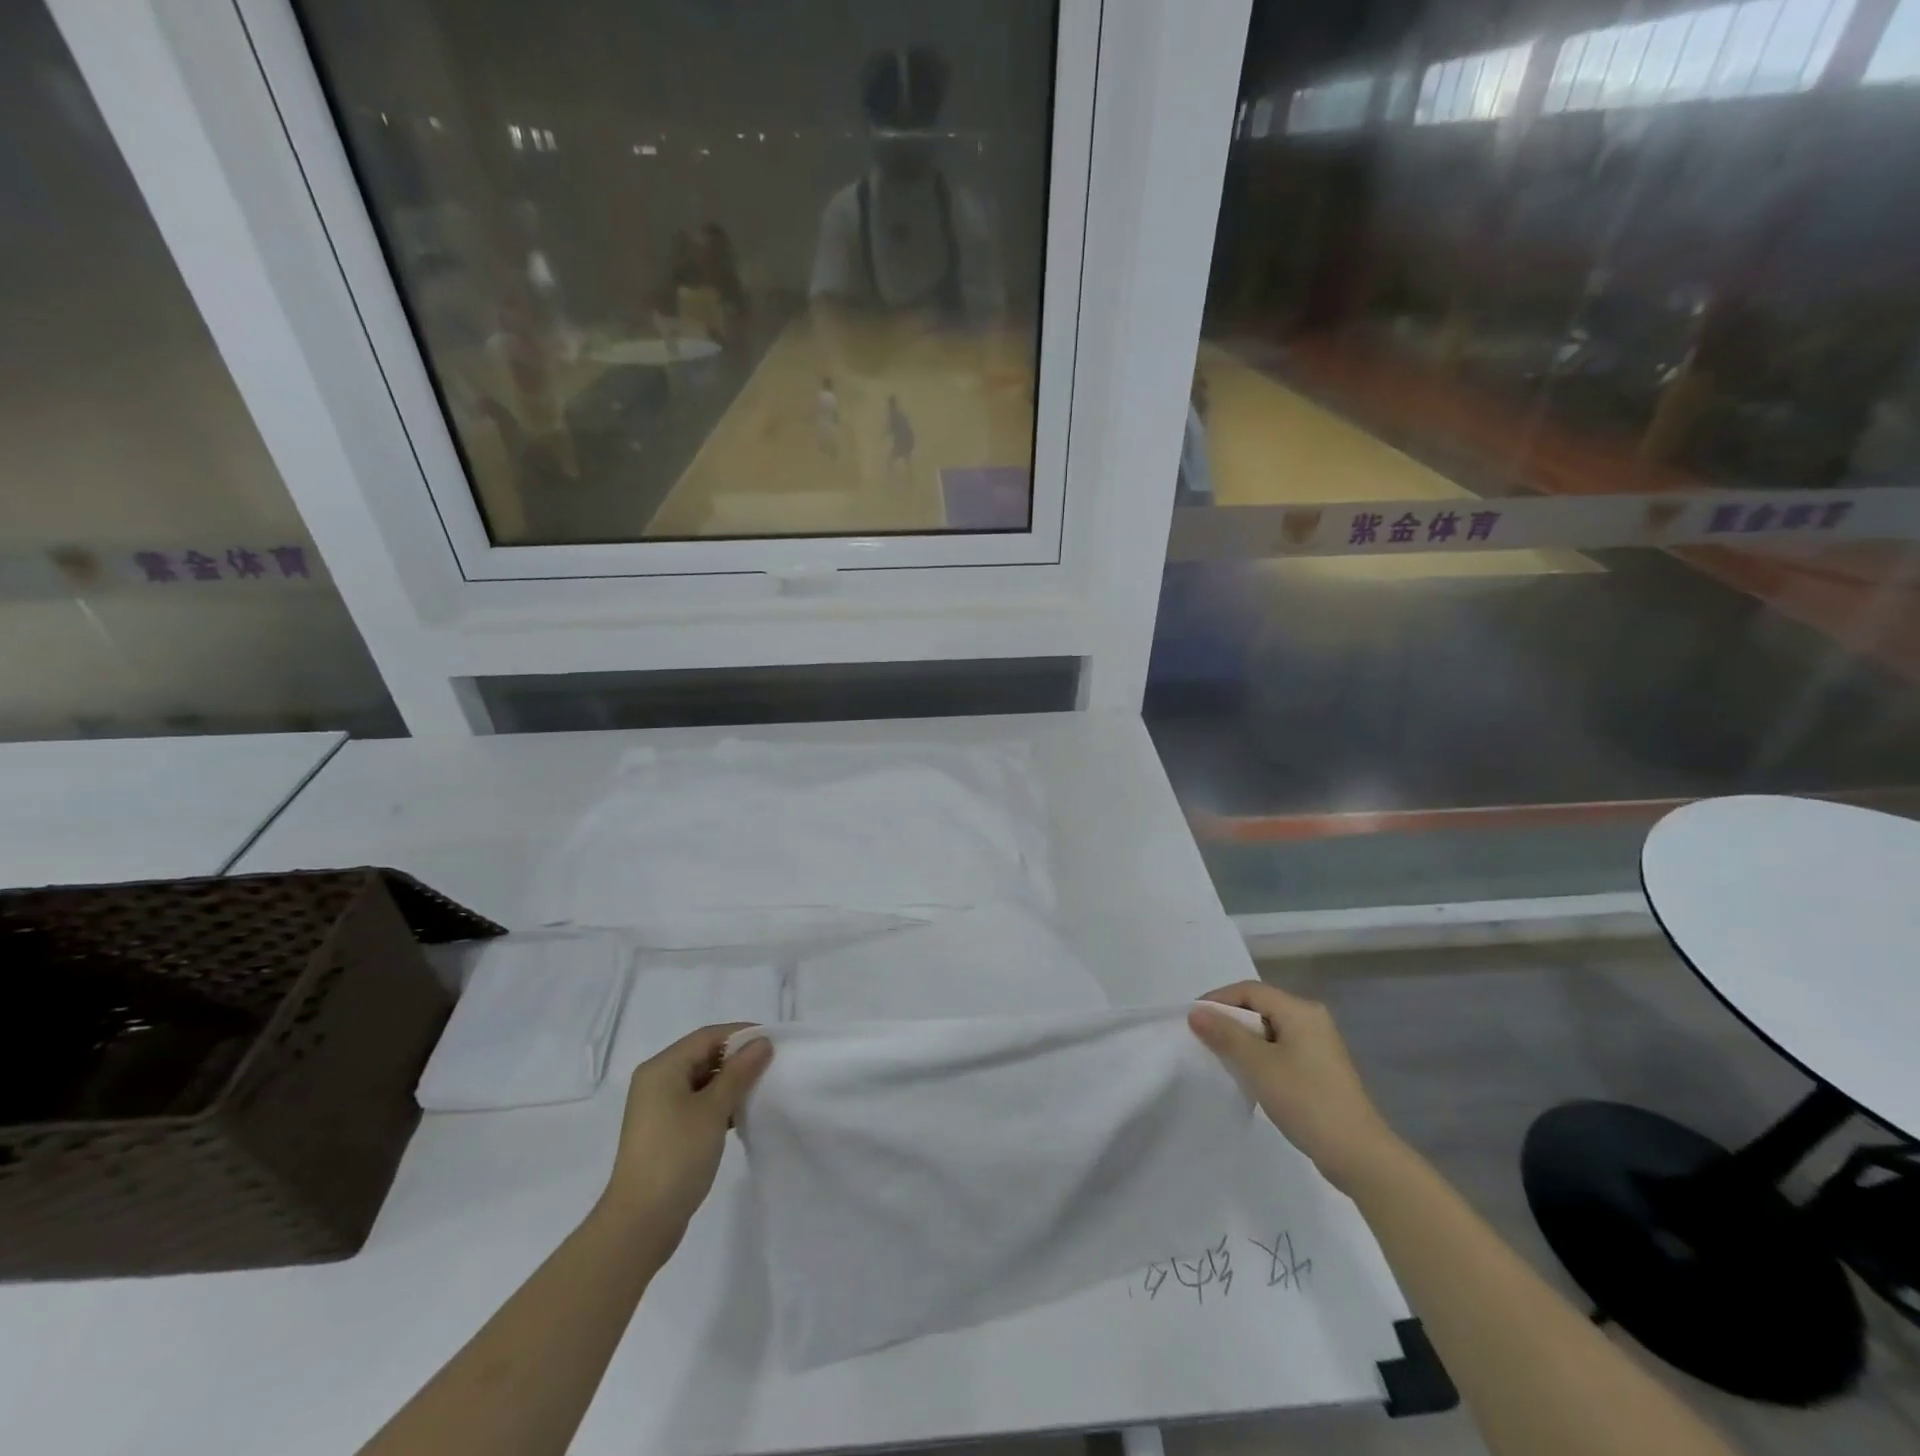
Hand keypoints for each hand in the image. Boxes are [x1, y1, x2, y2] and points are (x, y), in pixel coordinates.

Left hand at [598, 1024, 771, 1255]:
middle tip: (772, 1066)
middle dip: (737, 1059)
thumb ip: (739, 1072)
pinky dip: (719, 1103)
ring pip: (702, 1080)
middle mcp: (657, 1081)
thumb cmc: (676, 1156)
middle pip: (704, 1055)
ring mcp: (659, 1108)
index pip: (708, 1036)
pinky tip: (741, 1115)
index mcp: (662, 1068)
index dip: (741, 1035)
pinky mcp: (665, 1130)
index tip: (773, 1043)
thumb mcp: (713, 1109)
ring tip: (762, 1090)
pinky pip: (697, 1103)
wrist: (640, 1223)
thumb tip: (762, 1042)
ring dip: (730, 1083)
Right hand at [1189, 982, 1406, 1196]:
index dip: (1218, 1000)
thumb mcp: (1258, 1065)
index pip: (1250, 991)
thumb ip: (1225, 1035)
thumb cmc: (1306, 1101)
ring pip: (1269, 1031)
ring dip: (1243, 1041)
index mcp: (1300, 1011)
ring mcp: (1319, 1046)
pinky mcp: (1320, 1070)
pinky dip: (1260, 1056)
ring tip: (1222, 1060)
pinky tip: (1249, 1077)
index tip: (1193, 1020)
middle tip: (1203, 1040)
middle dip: (1229, 1021)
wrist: (1359, 1155)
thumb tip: (1196, 1012)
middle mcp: (1312, 1020)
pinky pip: (1281, 1050)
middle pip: (1260, 1007)